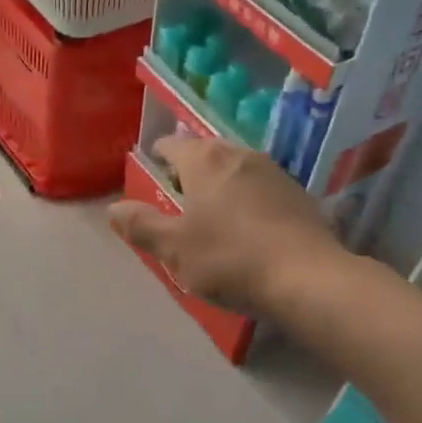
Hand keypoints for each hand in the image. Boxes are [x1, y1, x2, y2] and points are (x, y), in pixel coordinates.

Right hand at [107, 135, 342, 314]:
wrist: (308, 278)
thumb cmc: (230, 259)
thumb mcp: (175, 248)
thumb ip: (142, 226)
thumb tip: (113, 208)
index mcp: (205, 160)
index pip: (172, 144)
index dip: (158, 155)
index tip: (151, 171)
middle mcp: (240, 155)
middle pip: (206, 153)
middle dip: (190, 170)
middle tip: (177, 196)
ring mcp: (274, 172)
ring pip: (236, 169)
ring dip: (221, 184)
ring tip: (211, 212)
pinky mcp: (299, 195)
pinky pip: (261, 189)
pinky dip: (247, 200)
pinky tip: (248, 227)